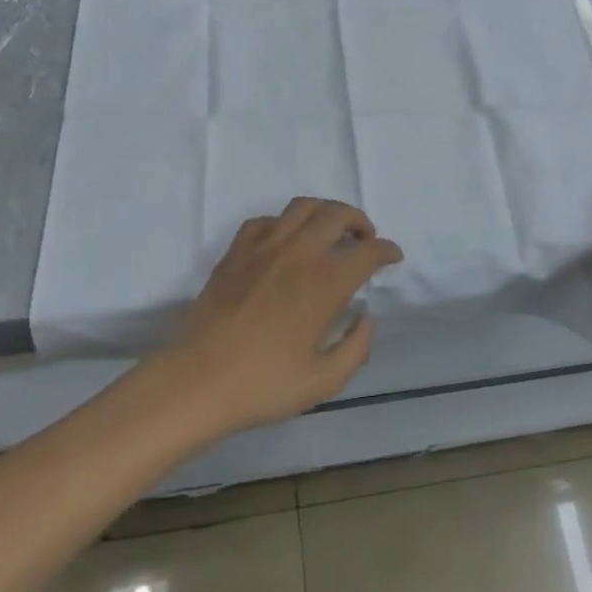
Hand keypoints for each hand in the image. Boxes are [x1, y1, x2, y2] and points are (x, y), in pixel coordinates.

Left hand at [166, 199, 400, 434]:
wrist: (198, 380)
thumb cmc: (263, 385)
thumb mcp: (323, 382)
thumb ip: (355, 349)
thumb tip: (366, 319)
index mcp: (324, 284)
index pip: (367, 252)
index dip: (386, 250)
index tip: (393, 256)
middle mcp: (298, 254)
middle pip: (337, 214)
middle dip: (359, 221)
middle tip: (364, 239)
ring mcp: (264, 247)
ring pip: (303, 206)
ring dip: (325, 212)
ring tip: (330, 231)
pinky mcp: (236, 251)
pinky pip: (266, 220)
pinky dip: (284, 223)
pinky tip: (285, 242)